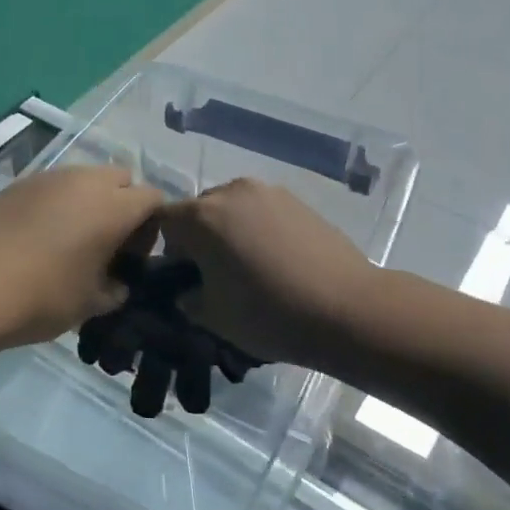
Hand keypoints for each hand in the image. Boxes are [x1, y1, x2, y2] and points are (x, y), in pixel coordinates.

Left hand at [0, 167, 164, 349]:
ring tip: (70, 239)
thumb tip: (117, 284)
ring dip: (88, 202)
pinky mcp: (17, 185)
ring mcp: (48, 178)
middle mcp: (85, 181)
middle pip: (121, 179)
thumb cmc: (43, 297)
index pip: (153, 199)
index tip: (133, 256)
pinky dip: (56, 204)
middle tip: (106, 243)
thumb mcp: (91, 304)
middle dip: (122, 204)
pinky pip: (52, 187)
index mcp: (114, 207)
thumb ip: (115, 290)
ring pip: (84, 179)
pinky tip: (38, 236)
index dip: (151, 226)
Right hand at [159, 179, 377, 368]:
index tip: (184, 278)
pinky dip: (260, 229)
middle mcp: (232, 192)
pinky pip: (263, 211)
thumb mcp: (213, 317)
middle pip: (199, 210)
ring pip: (233, 208)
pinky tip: (279, 261)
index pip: (163, 221)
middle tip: (216, 275)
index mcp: (201, 216)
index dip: (167, 250)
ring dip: (231, 231)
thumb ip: (188, 299)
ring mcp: (269, 192)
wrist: (346, 308)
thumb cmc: (268, 313)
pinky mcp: (299, 201)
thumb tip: (188, 290)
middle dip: (199, 238)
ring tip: (251, 267)